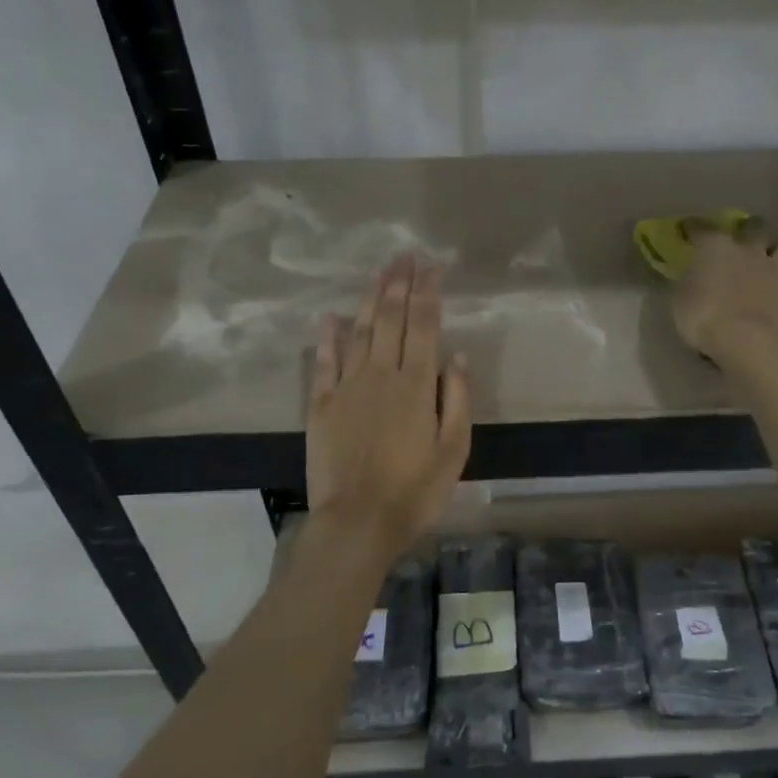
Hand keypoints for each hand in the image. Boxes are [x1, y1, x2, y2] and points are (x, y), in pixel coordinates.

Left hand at [307, 254, 471, 553]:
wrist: (358, 522)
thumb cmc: (415, 491)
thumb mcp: (454, 450)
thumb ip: (456, 399)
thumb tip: (455, 355)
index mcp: (416, 384)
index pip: (424, 325)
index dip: (428, 292)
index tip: (432, 266)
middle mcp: (381, 374)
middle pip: (390, 319)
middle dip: (399, 284)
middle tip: (404, 256)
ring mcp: (347, 387)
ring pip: (359, 332)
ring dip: (369, 299)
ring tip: (378, 273)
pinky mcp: (321, 405)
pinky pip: (324, 362)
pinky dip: (327, 337)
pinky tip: (329, 316)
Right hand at [671, 224, 777, 363]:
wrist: (746, 341)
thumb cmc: (703, 318)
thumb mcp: (679, 300)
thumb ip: (686, 283)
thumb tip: (690, 276)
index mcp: (715, 246)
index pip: (700, 229)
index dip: (693, 229)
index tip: (688, 231)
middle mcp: (748, 249)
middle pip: (753, 227)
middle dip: (747, 231)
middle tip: (740, 243)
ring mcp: (776, 268)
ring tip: (770, 263)